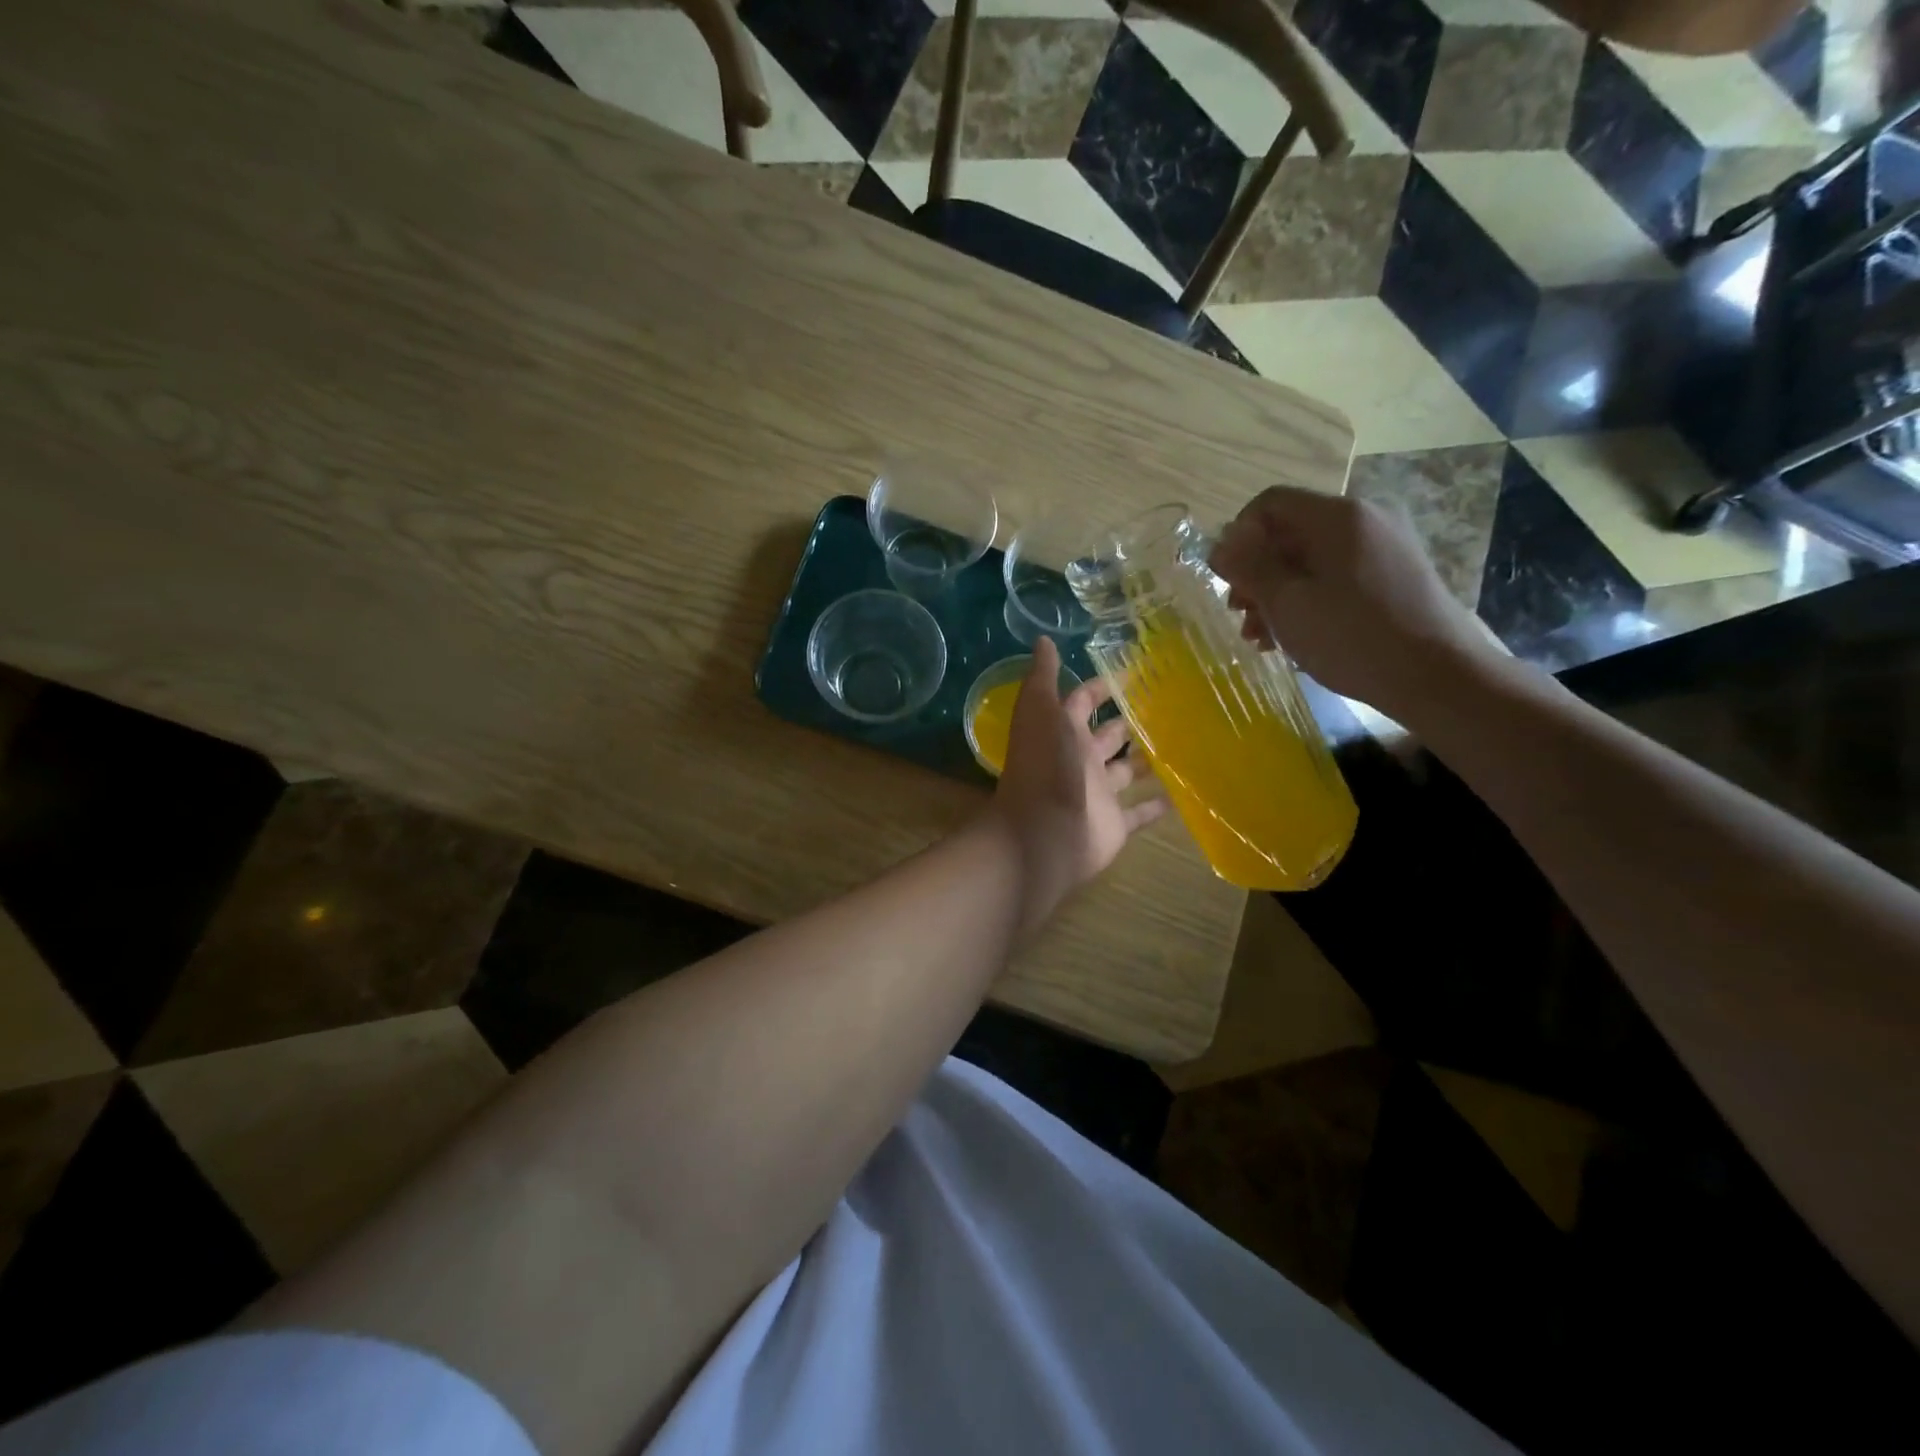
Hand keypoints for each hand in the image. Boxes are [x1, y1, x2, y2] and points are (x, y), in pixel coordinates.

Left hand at [986, 637, 1165, 928]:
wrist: (1043, 834)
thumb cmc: (1044, 766)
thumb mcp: (1040, 711)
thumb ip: (1043, 678)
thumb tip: (1043, 639)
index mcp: (1062, 732)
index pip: (1082, 702)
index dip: (1101, 688)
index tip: (1133, 673)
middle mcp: (1080, 760)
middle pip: (1108, 736)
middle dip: (1129, 722)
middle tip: (1167, 705)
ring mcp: (1099, 794)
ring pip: (1127, 772)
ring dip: (1147, 759)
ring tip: (1182, 741)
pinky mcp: (1116, 824)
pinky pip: (1141, 811)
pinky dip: (1158, 804)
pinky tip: (1184, 791)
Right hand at [1209, 486, 1500, 722]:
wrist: (1439, 676)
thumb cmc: (1353, 637)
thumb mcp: (1287, 604)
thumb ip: (1249, 569)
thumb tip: (1220, 544)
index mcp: (1337, 516)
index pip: (1270, 504)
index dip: (1238, 537)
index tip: (1227, 580)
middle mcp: (1364, 519)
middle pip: (1290, 533)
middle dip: (1257, 573)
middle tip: (1240, 615)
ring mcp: (1384, 547)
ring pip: (1311, 559)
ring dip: (1278, 593)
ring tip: (1262, 637)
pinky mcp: (1395, 576)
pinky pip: (1337, 576)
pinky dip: (1309, 599)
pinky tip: (1295, 637)